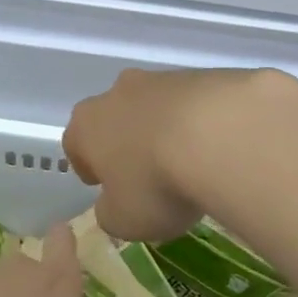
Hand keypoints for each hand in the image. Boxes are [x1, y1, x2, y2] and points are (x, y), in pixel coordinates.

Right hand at [64, 67, 273, 241]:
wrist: (222, 135)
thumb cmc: (156, 183)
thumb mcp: (124, 220)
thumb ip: (111, 213)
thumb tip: (113, 206)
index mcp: (87, 124)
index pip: (76, 144)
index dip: (89, 167)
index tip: (105, 185)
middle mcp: (119, 93)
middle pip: (116, 118)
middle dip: (128, 143)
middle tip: (148, 174)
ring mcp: (164, 79)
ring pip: (157, 108)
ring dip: (167, 131)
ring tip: (190, 164)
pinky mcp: (205, 76)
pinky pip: (196, 105)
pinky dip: (202, 124)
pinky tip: (220, 148)